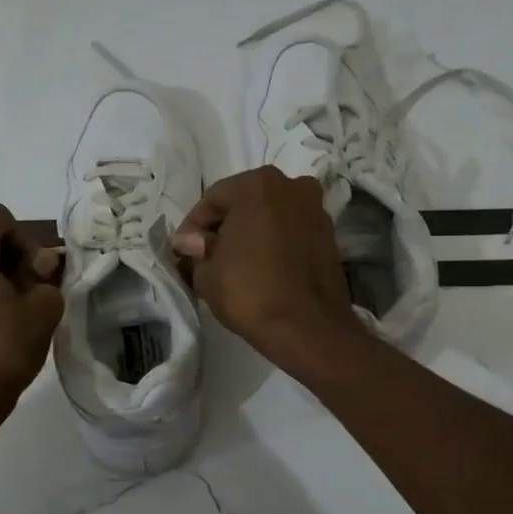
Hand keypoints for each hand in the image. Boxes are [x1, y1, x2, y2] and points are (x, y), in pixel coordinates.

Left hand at [0, 204, 63, 425]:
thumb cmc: (4, 349)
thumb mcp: (43, 309)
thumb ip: (47, 277)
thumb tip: (42, 266)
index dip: (26, 237)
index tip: (37, 273)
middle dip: (16, 259)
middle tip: (36, 294)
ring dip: (2, 280)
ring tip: (21, 314)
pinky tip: (1, 327)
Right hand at [172, 166, 358, 371]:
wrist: (307, 327)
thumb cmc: (250, 292)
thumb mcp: (206, 274)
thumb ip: (196, 251)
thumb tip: (192, 243)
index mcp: (258, 185)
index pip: (212, 199)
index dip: (193, 227)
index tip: (183, 251)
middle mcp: (291, 186)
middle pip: (244, 202)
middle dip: (223, 227)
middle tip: (205, 256)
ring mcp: (315, 209)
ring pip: (270, 216)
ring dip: (250, 234)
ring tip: (233, 263)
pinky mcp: (329, 235)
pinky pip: (290, 232)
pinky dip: (273, 243)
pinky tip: (260, 267)